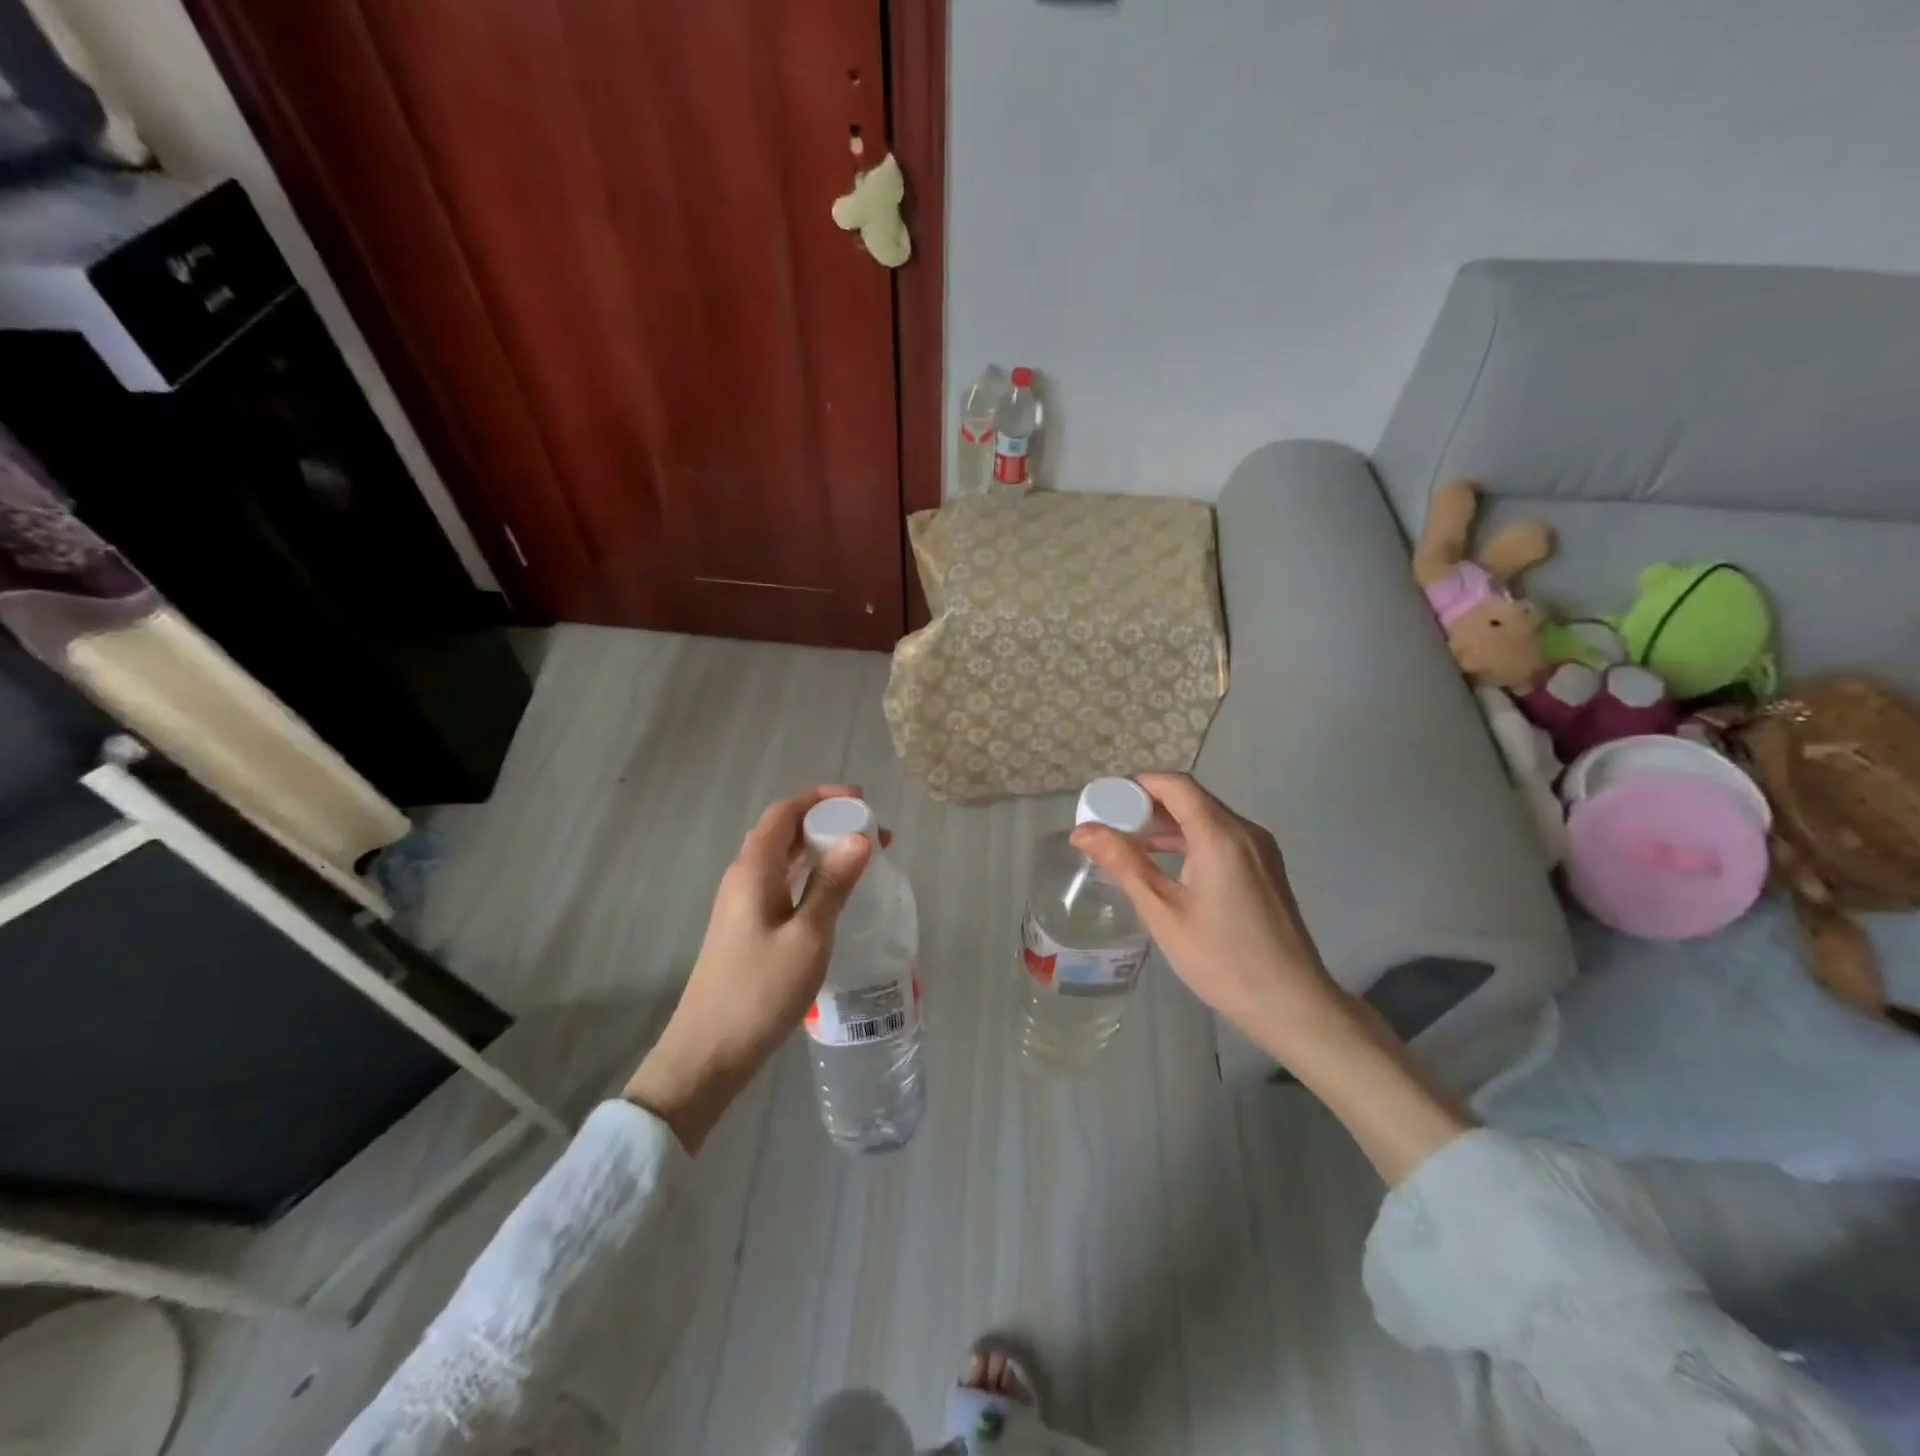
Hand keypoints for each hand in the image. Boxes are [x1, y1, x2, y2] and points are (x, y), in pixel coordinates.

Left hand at [625, 785, 874, 1151]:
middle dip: (829, 822)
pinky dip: (811, 875)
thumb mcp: (808, 937)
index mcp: (754, 870)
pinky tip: (833, 895)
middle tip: (874, 835)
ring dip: (821, 850)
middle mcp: (744, 877)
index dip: (822, 798)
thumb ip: (832, 885)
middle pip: (785, 830)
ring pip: (784, 858)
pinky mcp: (746, 927)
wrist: (707, 1053)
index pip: (785, 812)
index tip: (862, 801)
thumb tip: (860, 838)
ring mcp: (742, 904)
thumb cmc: (759, 992)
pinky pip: (782, 883)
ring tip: (863, 859)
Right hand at [1070, 772, 1339, 1051]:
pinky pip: (1220, 838)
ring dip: (1166, 824)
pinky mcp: (1264, 869)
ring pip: (1205, 818)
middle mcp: (1245, 831)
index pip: (1175, 785)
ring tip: (1127, 844)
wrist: (1292, 1005)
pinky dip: (1188, 840)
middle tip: (1108, 826)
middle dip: (1146, 805)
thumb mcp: (1163, 912)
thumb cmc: (1222, 959)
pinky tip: (1164, 864)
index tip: (1103, 803)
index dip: (1136, 786)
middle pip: (1190, 799)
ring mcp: (1260, 850)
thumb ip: (1124, 864)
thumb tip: (1082, 830)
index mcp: (1221, 835)